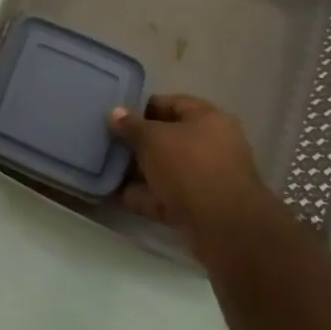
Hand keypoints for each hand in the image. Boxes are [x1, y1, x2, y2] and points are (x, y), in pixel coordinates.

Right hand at [108, 95, 281, 248]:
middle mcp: (212, 145)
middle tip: (108, 144)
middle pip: (168, 138)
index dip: (142, 108)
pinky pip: (166, 197)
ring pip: (166, 170)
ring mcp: (207, 179)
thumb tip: (114, 113)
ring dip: (138, 172)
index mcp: (208, 119)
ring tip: (106, 171)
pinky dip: (144, 197)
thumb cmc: (188, 166)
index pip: (172, 103)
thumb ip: (130, 125)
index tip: (116, 118)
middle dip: (138, 143)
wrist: (223, 226)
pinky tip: (117, 196)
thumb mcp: (152, 139)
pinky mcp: (200, 208)